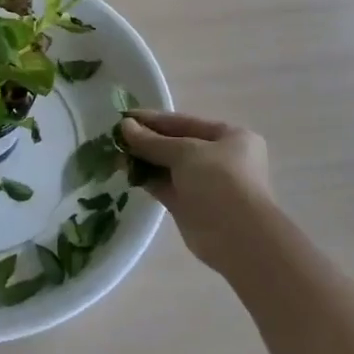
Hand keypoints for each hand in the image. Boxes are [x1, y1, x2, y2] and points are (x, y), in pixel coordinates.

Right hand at [120, 110, 273, 273]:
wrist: (238, 237)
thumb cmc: (220, 181)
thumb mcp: (186, 152)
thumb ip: (153, 141)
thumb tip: (124, 126)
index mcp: (230, 137)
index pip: (186, 122)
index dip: (155, 119)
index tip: (125, 116)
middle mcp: (220, 158)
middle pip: (177, 145)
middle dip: (148, 140)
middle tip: (116, 136)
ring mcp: (205, 184)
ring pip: (170, 167)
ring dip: (145, 160)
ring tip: (115, 153)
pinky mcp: (191, 207)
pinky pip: (166, 187)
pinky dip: (148, 179)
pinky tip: (125, 172)